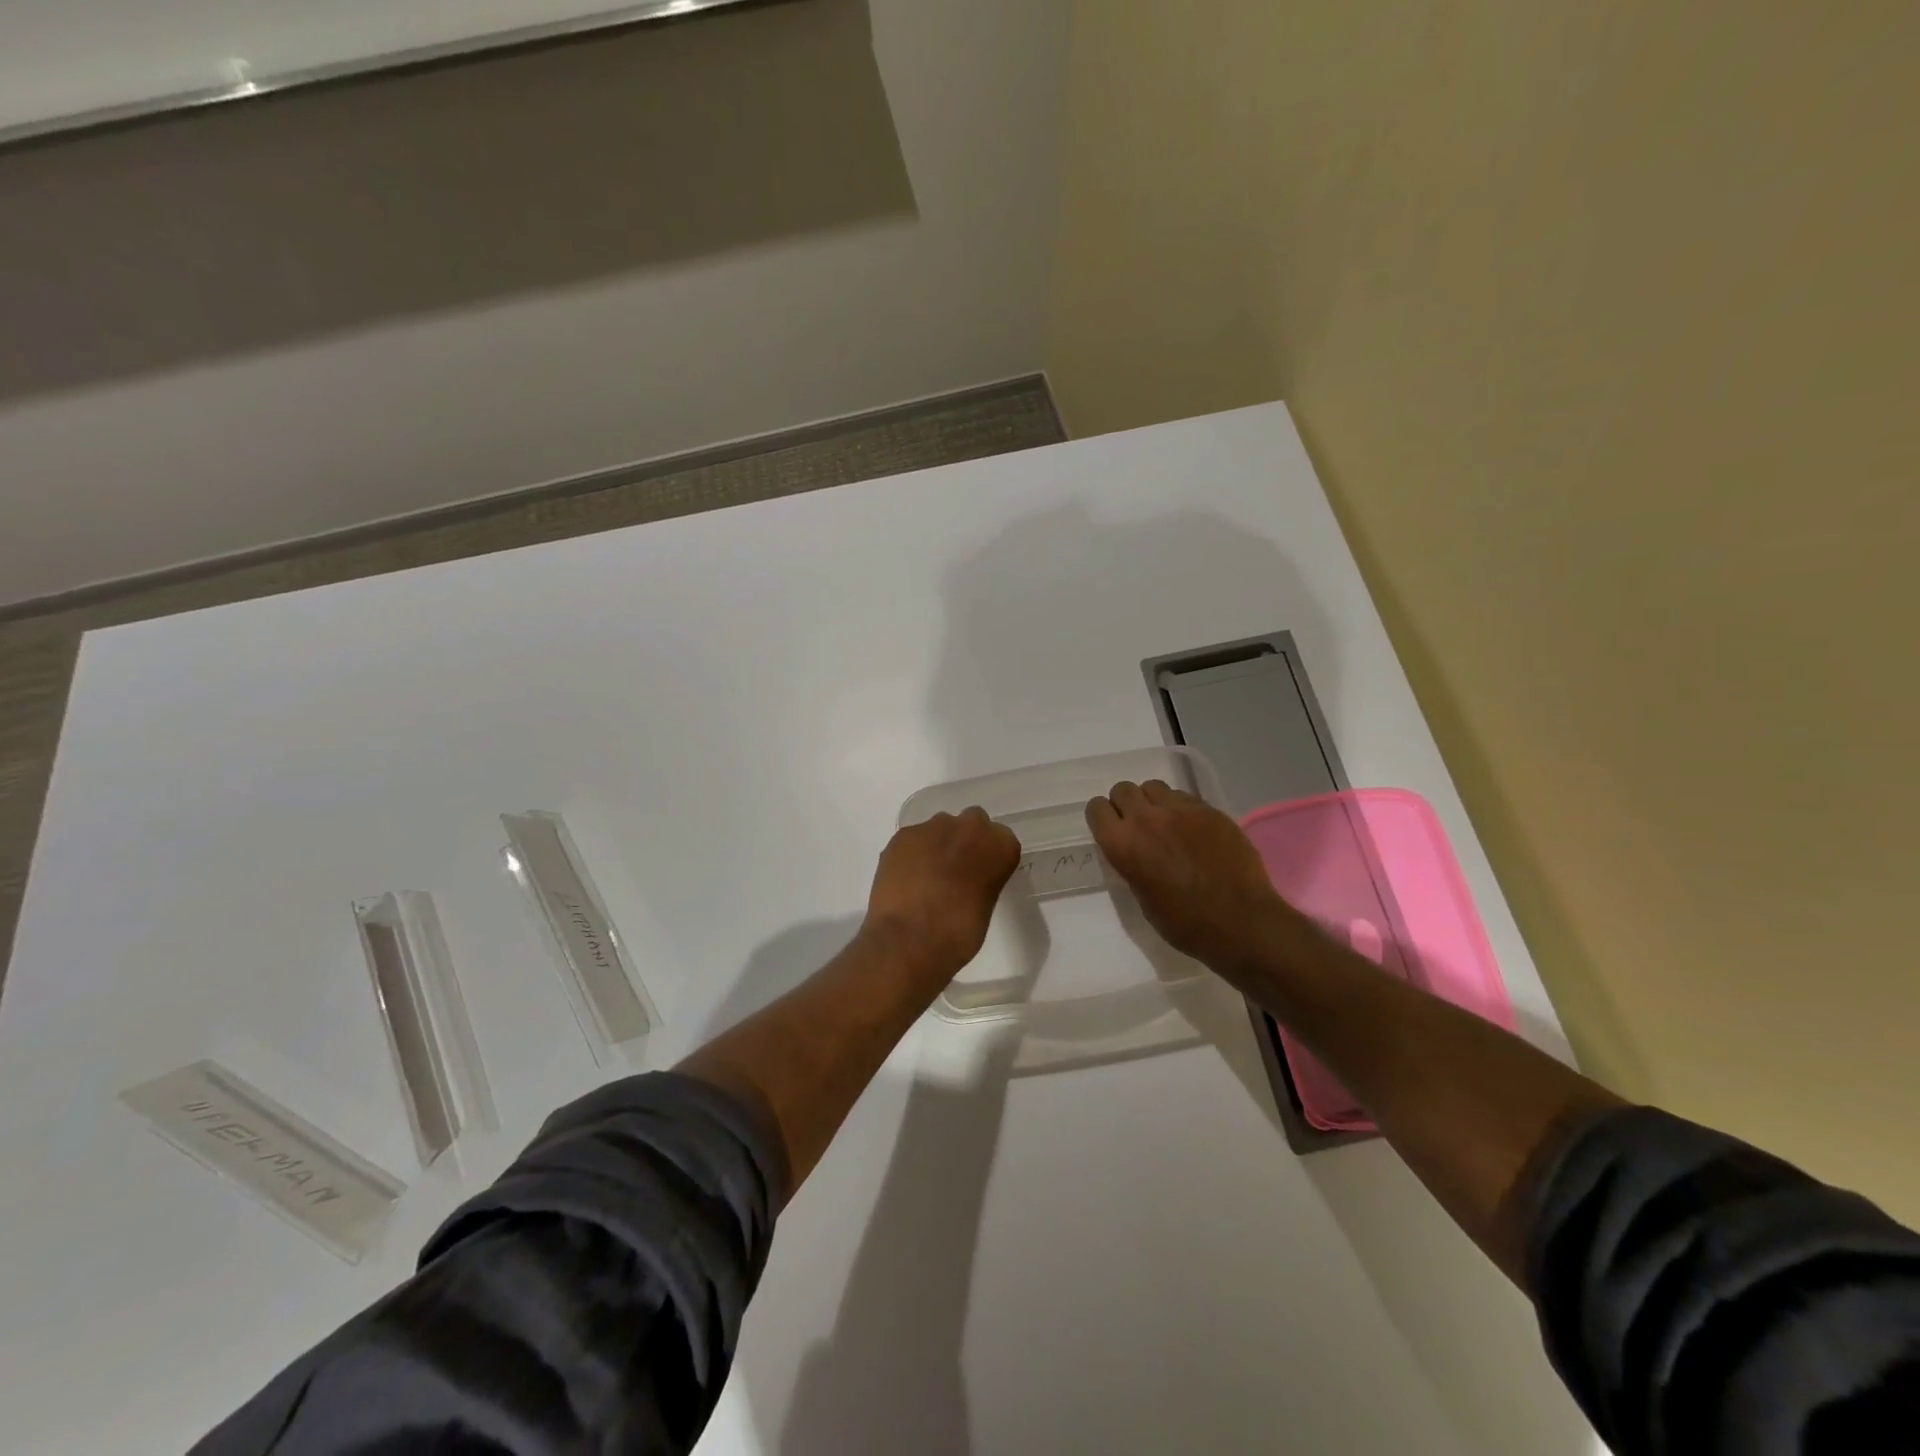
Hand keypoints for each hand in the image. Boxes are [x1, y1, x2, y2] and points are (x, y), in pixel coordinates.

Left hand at [864, 807, 1020, 975]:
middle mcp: (970, 827)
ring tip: (926, 877)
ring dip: (937, 844)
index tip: (982, 874)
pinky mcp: (903, 836)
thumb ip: (982, 881)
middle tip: (955, 870)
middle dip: (965, 840)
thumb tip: (966, 881)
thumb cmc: (959, 934)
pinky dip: (911, 854)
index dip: (990, 857)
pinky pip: (912, 839)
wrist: (909, 940)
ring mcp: (933, 827)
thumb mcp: (985, 907)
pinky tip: (905, 879)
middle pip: (972, 822)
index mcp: (1000, 846)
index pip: (1001, 840)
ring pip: (939, 828)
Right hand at [1086, 779, 1303, 974]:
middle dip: (1126, 804)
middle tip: (1140, 826)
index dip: (1102, 818)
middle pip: (1123, 790)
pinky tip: (1194, 831)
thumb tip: (1135, 851)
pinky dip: (1181, 808)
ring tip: (1166, 823)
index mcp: (1122, 844)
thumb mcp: (1142, 897)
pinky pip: (1184, 797)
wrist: (1239, 922)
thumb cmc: (1184, 923)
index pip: (1096, 809)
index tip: (1112, 829)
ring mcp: (1180, 810)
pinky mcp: (1209, 810)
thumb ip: (1131, 864)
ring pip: (1153, 787)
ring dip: (1153, 802)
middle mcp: (1146, 819)